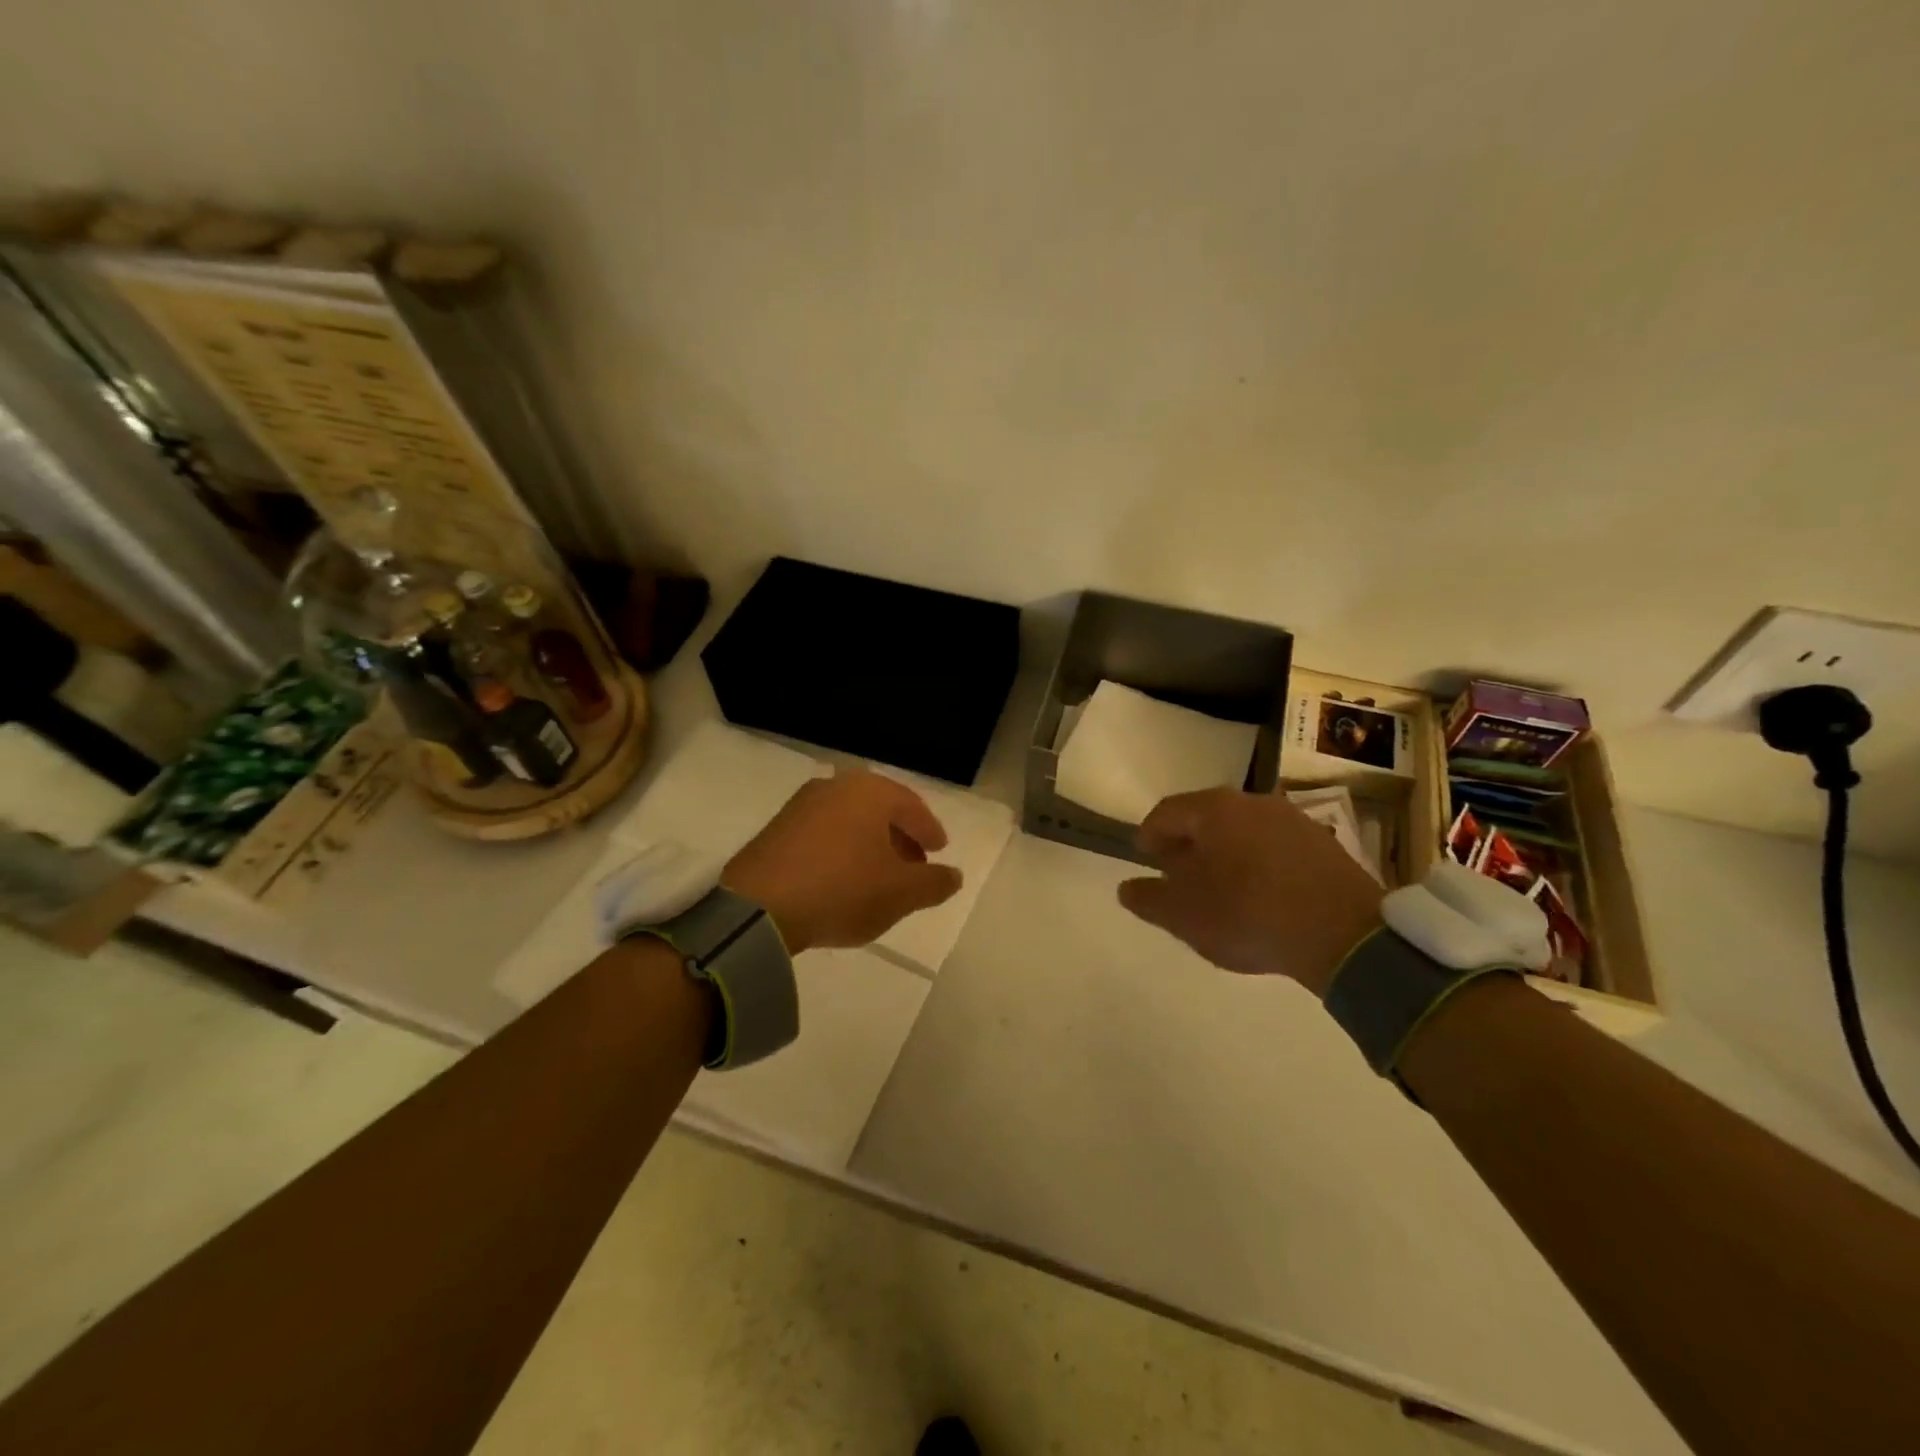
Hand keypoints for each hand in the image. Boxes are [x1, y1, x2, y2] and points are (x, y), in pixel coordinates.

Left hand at [723, 769, 963, 954]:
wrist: (759, 907)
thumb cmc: (843, 890)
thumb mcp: (901, 893)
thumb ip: (934, 883)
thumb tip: (953, 876)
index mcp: (870, 792)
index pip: (912, 806)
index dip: (930, 830)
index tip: (939, 851)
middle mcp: (835, 787)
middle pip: (879, 810)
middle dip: (900, 837)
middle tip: (914, 865)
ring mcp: (801, 805)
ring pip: (850, 821)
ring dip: (869, 844)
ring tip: (879, 876)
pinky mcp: (776, 829)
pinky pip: (823, 833)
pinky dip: (841, 850)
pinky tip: (842, 879)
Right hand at [1116, 788, 1385, 996]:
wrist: (1344, 934)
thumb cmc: (1247, 914)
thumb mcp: (1182, 915)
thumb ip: (1148, 898)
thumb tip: (1127, 888)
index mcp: (1213, 809)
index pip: (1167, 812)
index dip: (1150, 834)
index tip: (1144, 857)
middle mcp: (1252, 802)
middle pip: (1206, 818)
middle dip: (1187, 845)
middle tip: (1177, 875)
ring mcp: (1293, 820)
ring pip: (1242, 832)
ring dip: (1224, 854)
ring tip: (1219, 889)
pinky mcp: (1324, 846)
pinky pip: (1274, 849)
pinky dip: (1257, 865)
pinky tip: (1259, 896)